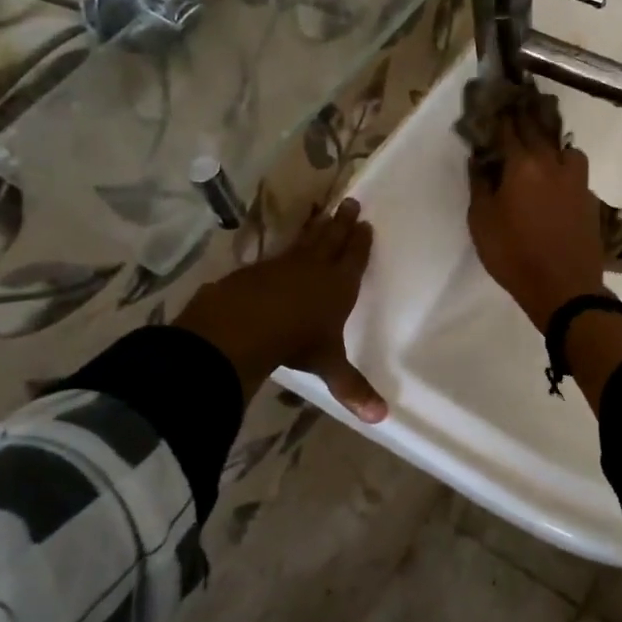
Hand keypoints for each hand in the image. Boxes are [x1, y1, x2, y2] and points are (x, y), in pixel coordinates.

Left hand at [173, 199, 386, 422]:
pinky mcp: (254, 271)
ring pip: (305, 240)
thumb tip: (381, 419)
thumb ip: (351, 388)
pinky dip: (283, 249)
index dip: (361, 243)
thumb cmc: (295, 343)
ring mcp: (282, 266)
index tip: (366, 225)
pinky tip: (280, 251)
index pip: (354, 259)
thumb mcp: (327, 366)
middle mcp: (314, 269)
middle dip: (343, 223)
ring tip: (323, 211)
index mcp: (338, 286)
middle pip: (332, 239)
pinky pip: (275, 255)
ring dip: (316, 226)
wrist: (240, 328)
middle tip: (351, 203)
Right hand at [466, 115, 606, 330]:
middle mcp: (553, 164)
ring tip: (542, 151)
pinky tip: (557, 181)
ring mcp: (576, 181)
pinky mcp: (590, 199)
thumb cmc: (514, 255)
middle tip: (516, 107)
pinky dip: (565, 168)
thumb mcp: (482, 222)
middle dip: (525, 117)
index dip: (500, 115)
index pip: (509, 128)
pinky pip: (576, 172)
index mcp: (523, 165)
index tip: (493, 104)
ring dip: (552, 144)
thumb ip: (480, 185)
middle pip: (539, 130)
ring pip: (566, 149)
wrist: (564, 288)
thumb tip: (479, 159)